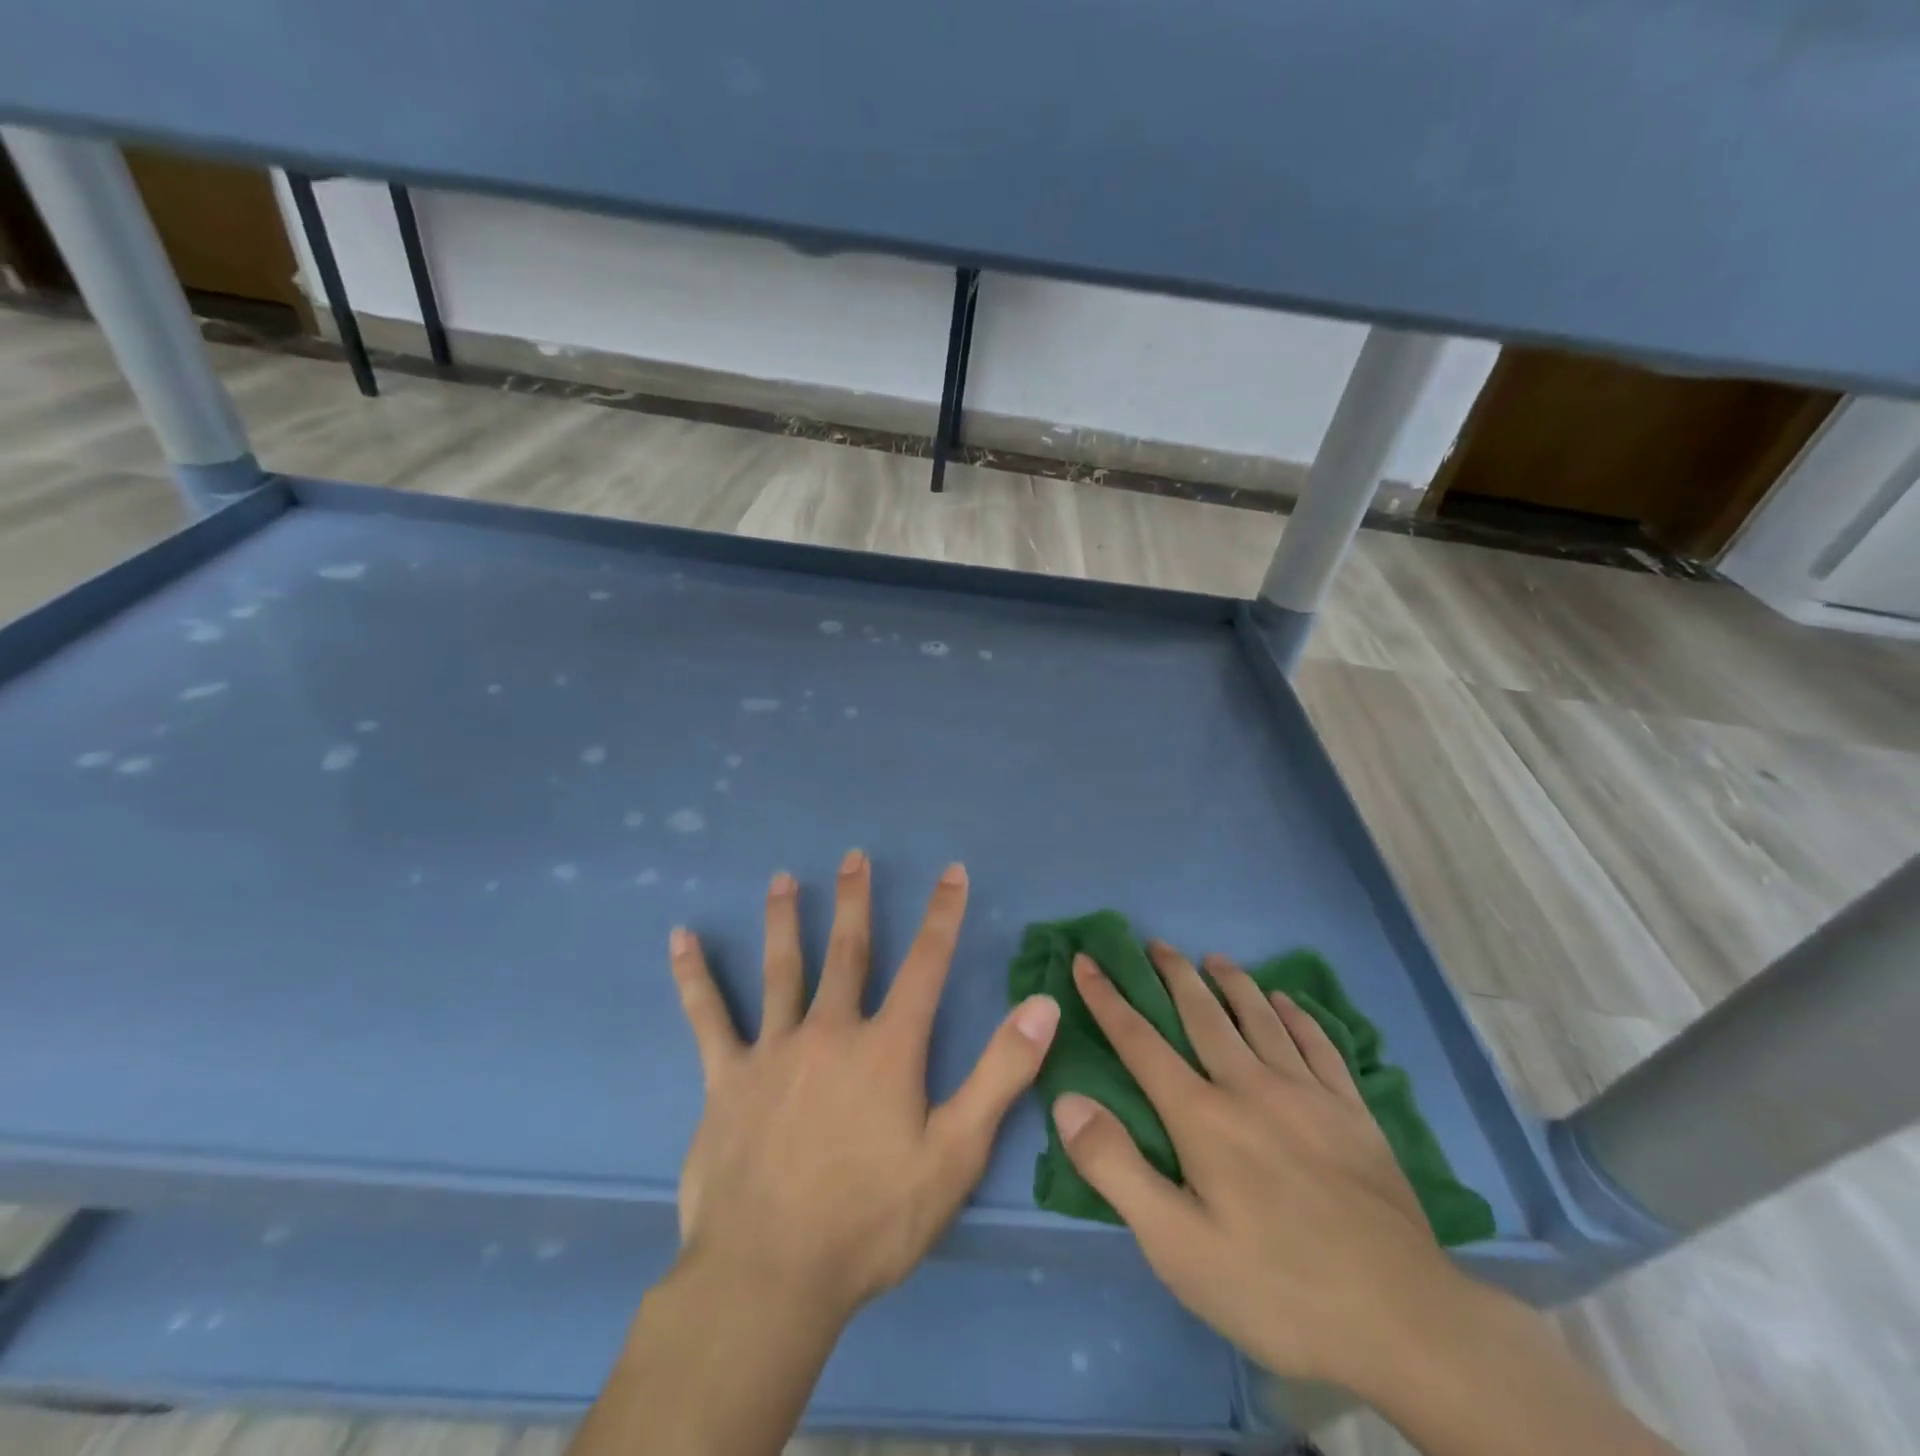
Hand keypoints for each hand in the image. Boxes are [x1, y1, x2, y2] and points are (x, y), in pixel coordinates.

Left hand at [668, 850, 1062, 1322]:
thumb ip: (1001, 1074)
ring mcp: (773, 1049)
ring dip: (785, 919)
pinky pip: (707, 1016)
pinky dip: (694, 976)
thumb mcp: (955, 1154)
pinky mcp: (725, 1078)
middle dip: (856, 901)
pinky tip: (679, 939)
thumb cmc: (871, 1220)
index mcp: (887, 1047)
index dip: (942, 915)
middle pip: (848, 952)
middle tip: (854, 857)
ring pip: (781, 969)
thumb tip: (1042, 1005)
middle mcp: (830, 1030)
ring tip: (784, 878)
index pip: (925, 964)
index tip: (951, 872)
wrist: (770, 1278)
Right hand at [1052, 942, 1469, 1396]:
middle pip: (1203, 1014)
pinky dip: (1299, 1016)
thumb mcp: (1176, 1246)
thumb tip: (1067, 1100)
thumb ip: (1116, 1167)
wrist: (1404, 1322)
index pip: (1140, 1041)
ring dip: (1234, 983)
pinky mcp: (1353, 1113)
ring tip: (1216, 959)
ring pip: (1261, 1018)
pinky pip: (1320, 1045)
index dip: (1108, 999)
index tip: (1087, 961)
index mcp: (1202, 1116)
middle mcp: (1250, 1087)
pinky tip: (1289, 1003)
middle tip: (1156, 943)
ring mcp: (1308, 1095)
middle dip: (1174, 975)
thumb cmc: (1275, 1287)